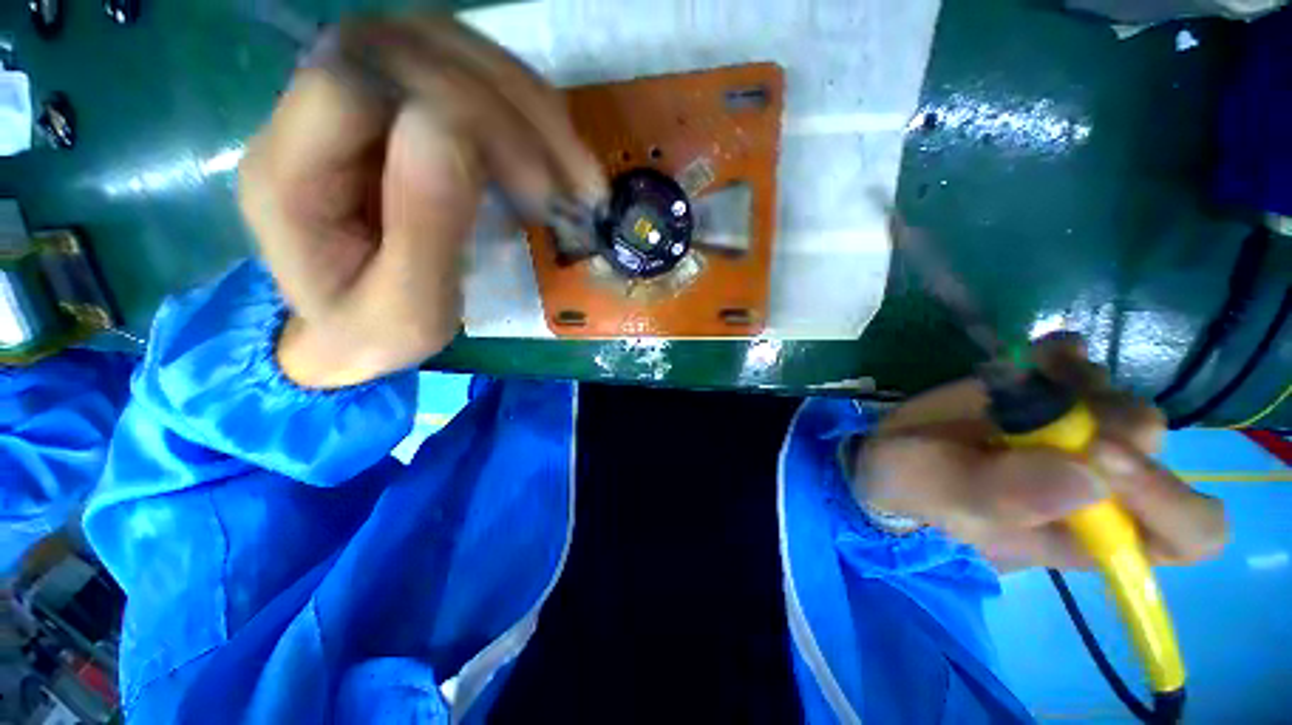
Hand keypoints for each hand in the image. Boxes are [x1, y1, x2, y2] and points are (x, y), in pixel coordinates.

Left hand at [238, 16, 605, 387]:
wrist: (354, 328)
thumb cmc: (377, 333)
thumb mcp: (408, 313)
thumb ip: (423, 232)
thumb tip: (455, 130)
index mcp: (288, 172)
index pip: (358, 80)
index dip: (456, 112)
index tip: (533, 188)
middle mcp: (310, 114)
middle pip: (409, 47)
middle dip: (510, 110)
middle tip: (573, 184)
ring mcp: (360, 102)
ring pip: (447, 47)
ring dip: (529, 106)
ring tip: (578, 175)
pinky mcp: (401, 109)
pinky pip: (468, 74)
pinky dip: (527, 109)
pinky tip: (559, 157)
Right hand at [856, 334, 1227, 571]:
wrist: (891, 451)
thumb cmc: (916, 487)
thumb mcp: (943, 497)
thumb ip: (1003, 496)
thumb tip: (1090, 477)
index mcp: (1087, 532)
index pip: (1185, 531)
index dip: (1168, 497)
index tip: (1100, 457)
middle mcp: (1100, 484)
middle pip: (1155, 448)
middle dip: (1107, 422)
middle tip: (1045, 411)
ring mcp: (1075, 434)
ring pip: (1123, 400)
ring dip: (1081, 384)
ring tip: (1026, 382)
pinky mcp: (1047, 396)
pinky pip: (1084, 365)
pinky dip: (1066, 353)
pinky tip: (1037, 356)